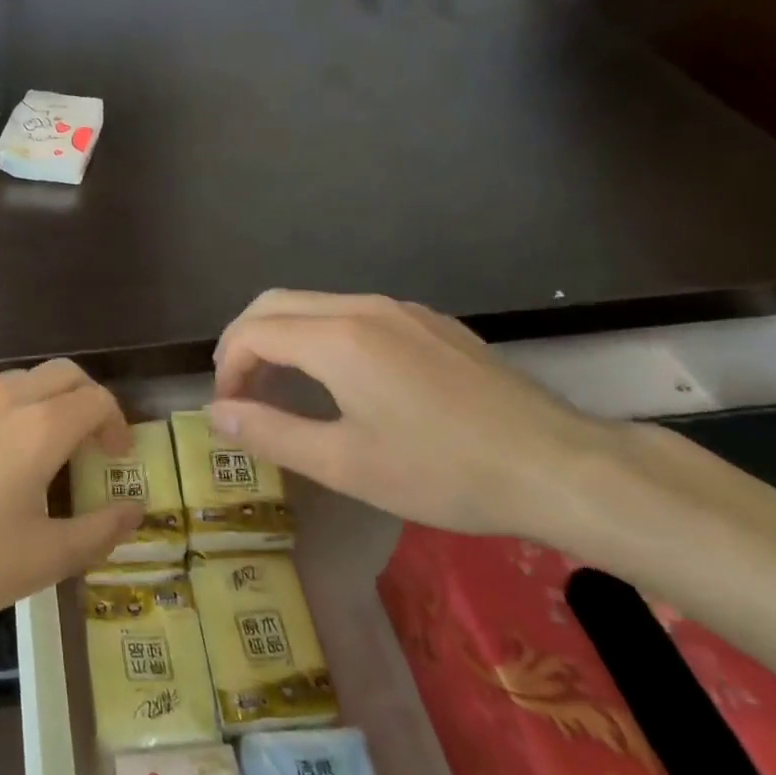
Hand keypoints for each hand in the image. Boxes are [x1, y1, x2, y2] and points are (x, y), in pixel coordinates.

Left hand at [0, 360, 143, 643]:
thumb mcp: (40, 561)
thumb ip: (98, 533)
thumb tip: (135, 512)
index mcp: (38, 426)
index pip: (96, 398)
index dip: (117, 423)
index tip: (115, 458)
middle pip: (58, 374)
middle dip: (83, 400)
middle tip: (86, 445)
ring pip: (9, 383)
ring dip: (35, 406)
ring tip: (29, 456)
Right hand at [209, 291, 635, 541]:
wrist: (558, 464)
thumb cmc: (442, 471)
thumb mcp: (344, 463)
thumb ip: (270, 433)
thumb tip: (216, 414)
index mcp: (336, 338)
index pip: (252, 333)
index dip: (227, 369)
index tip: (230, 410)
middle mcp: (362, 307)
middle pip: (275, 303)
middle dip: (244, 341)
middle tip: (240, 390)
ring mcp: (401, 309)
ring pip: (314, 304)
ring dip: (282, 336)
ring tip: (281, 386)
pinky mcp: (430, 322)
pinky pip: (353, 312)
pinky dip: (320, 334)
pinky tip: (340, 379)